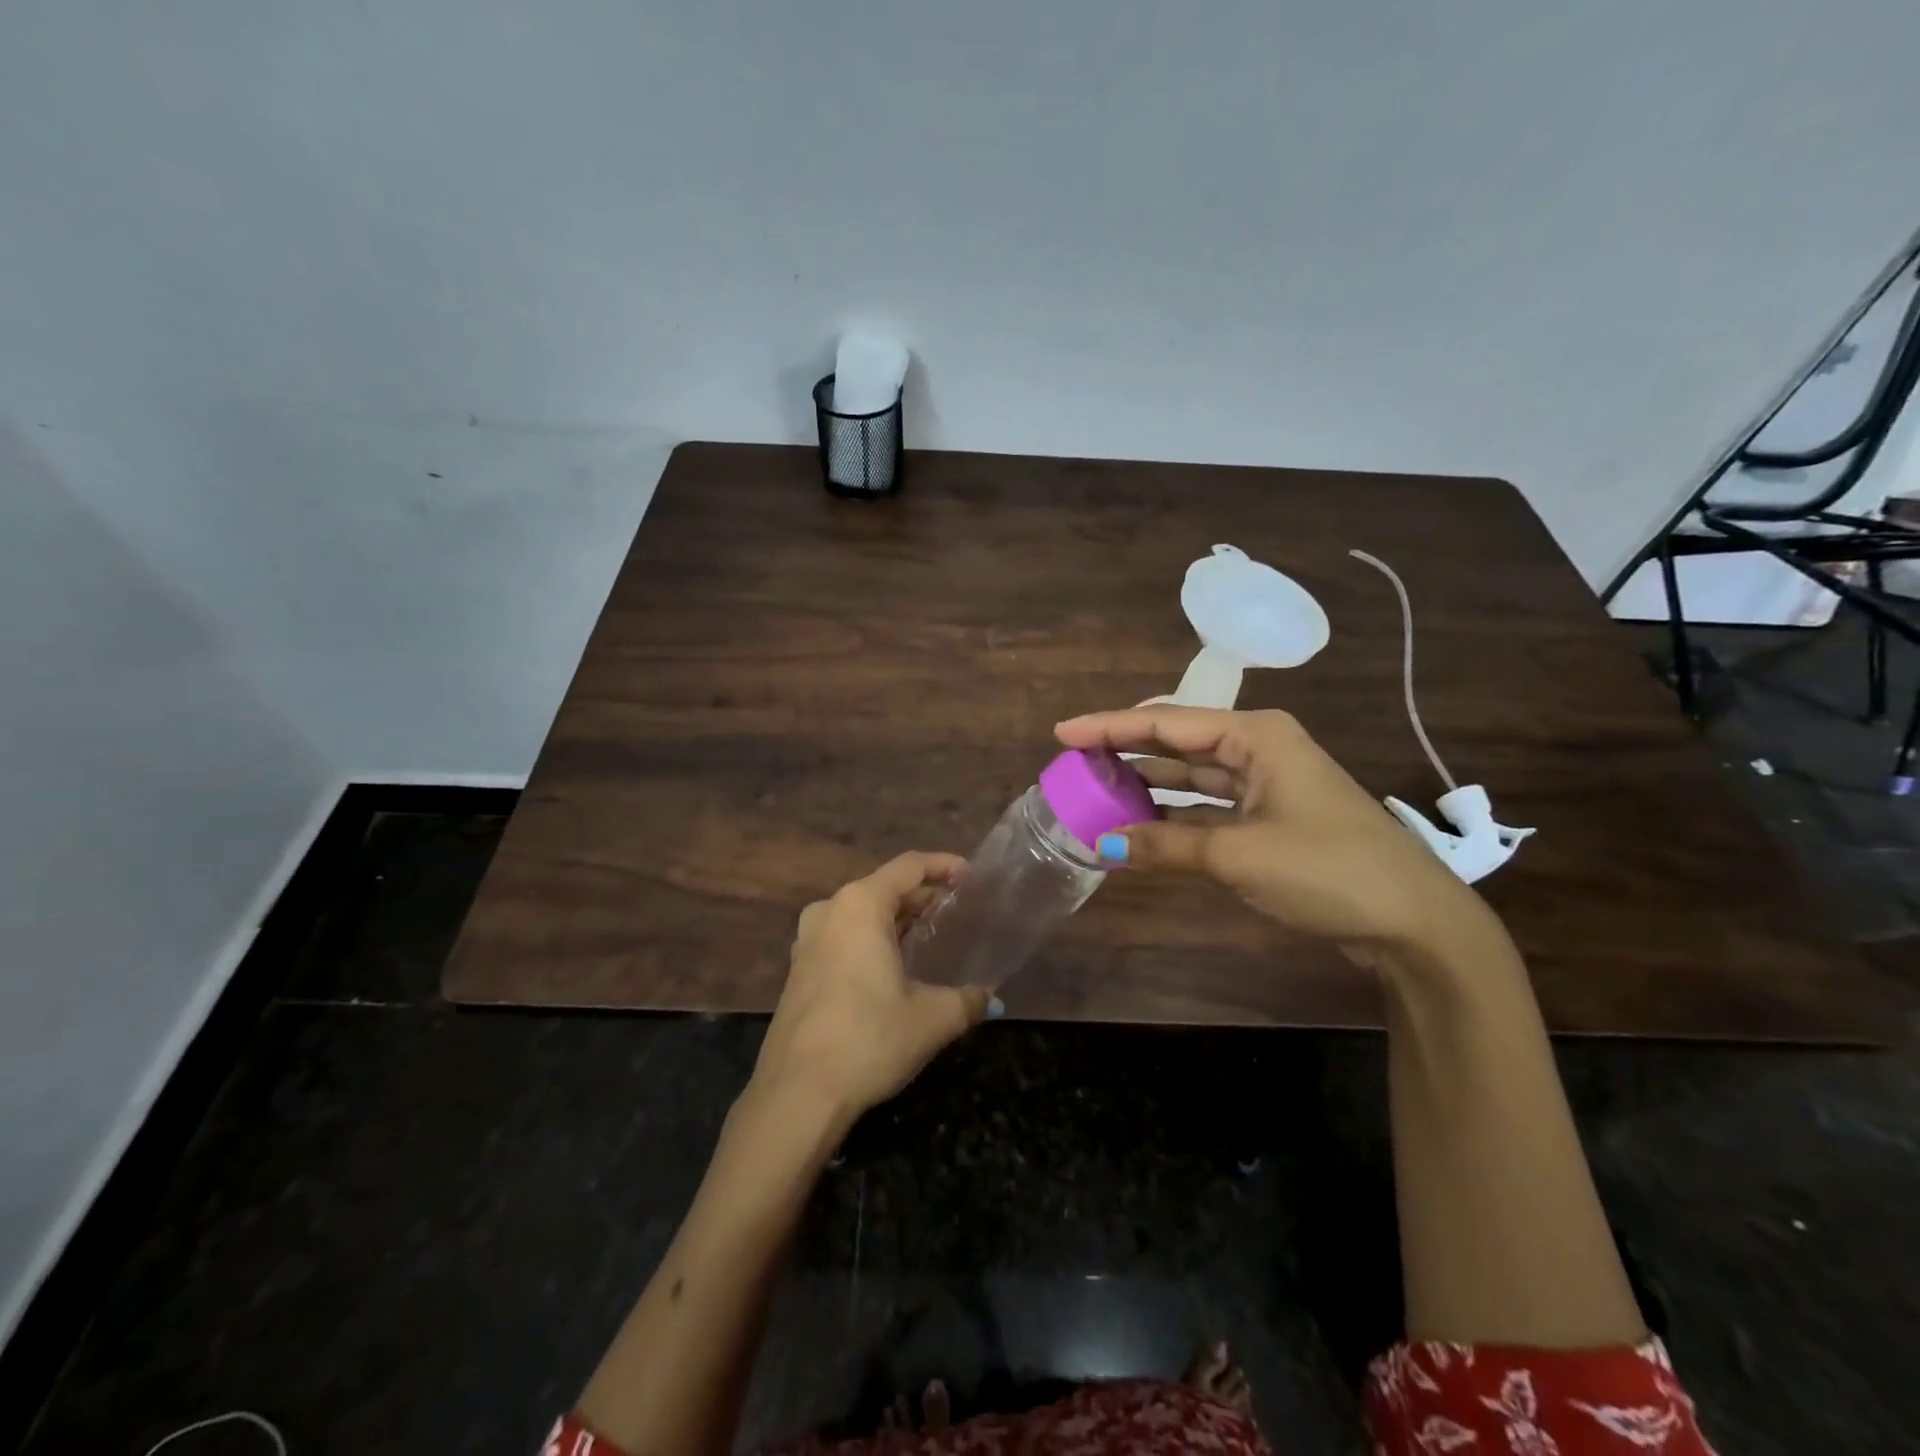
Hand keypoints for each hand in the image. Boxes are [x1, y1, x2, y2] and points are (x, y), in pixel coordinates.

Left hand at [752, 852, 991, 1127]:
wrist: (797, 1094)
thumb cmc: (868, 1039)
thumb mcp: (931, 1019)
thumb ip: (967, 1001)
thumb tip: (990, 999)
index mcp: (860, 905)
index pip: (909, 867)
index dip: (944, 866)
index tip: (972, 877)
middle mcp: (830, 911)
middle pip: (884, 888)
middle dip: (922, 895)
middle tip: (957, 911)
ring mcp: (808, 941)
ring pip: (862, 913)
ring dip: (896, 919)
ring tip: (930, 934)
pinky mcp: (800, 970)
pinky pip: (844, 937)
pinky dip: (873, 939)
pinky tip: (894, 965)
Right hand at [1055, 706, 1494, 951]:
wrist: (1414, 921)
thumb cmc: (1328, 868)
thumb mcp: (1238, 855)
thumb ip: (1165, 846)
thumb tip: (1102, 845)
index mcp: (1256, 735)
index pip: (1166, 722)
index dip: (1109, 726)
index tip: (1062, 733)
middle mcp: (1259, 748)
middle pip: (1177, 741)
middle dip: (1125, 750)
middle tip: (1074, 761)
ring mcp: (1266, 784)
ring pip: (1191, 774)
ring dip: (1147, 783)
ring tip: (1097, 788)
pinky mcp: (1270, 818)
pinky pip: (1207, 806)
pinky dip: (1173, 816)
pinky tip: (1140, 825)